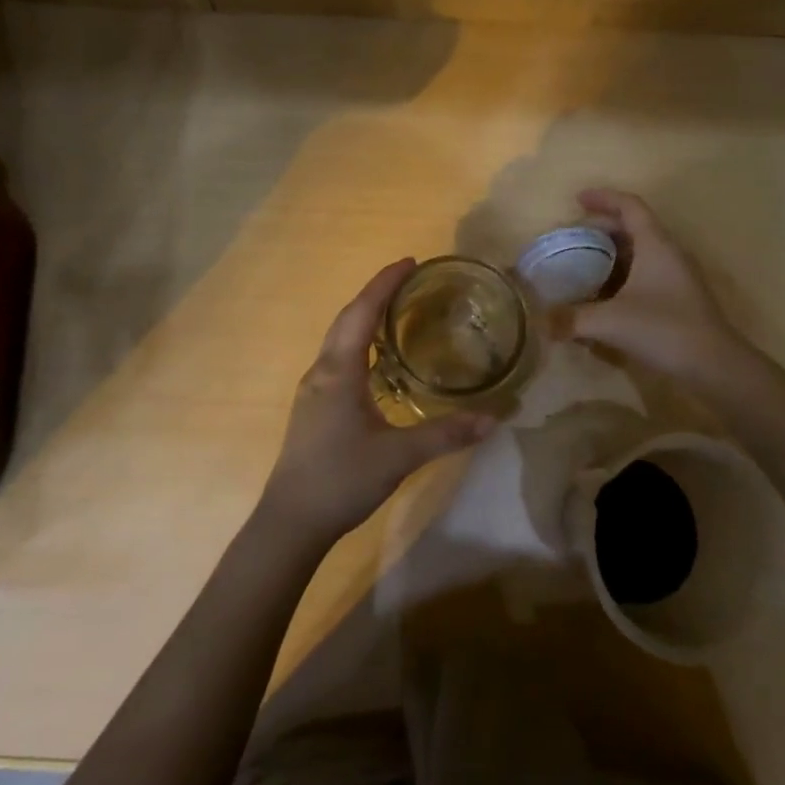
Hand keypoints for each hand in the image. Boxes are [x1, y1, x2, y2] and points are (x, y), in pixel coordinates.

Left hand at [259, 259, 494, 546]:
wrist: (291, 521)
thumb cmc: (341, 479)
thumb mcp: (399, 456)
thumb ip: (446, 435)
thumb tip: (493, 418)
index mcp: (339, 371)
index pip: (362, 312)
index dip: (384, 284)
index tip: (409, 262)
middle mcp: (322, 371)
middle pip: (347, 319)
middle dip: (376, 294)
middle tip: (409, 280)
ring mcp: (313, 390)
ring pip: (339, 339)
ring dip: (365, 318)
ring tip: (397, 311)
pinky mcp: (314, 408)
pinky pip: (339, 359)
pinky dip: (359, 343)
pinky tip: (378, 360)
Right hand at [564, 188, 751, 381]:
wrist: (714, 365)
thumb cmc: (664, 329)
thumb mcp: (610, 322)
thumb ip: (571, 319)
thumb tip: (540, 321)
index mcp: (655, 244)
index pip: (630, 206)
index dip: (604, 198)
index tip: (577, 199)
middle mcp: (668, 253)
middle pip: (634, 227)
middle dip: (602, 227)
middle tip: (574, 235)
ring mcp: (676, 276)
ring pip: (641, 251)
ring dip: (613, 252)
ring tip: (584, 262)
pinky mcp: (679, 298)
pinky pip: (646, 273)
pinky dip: (623, 274)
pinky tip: (605, 295)